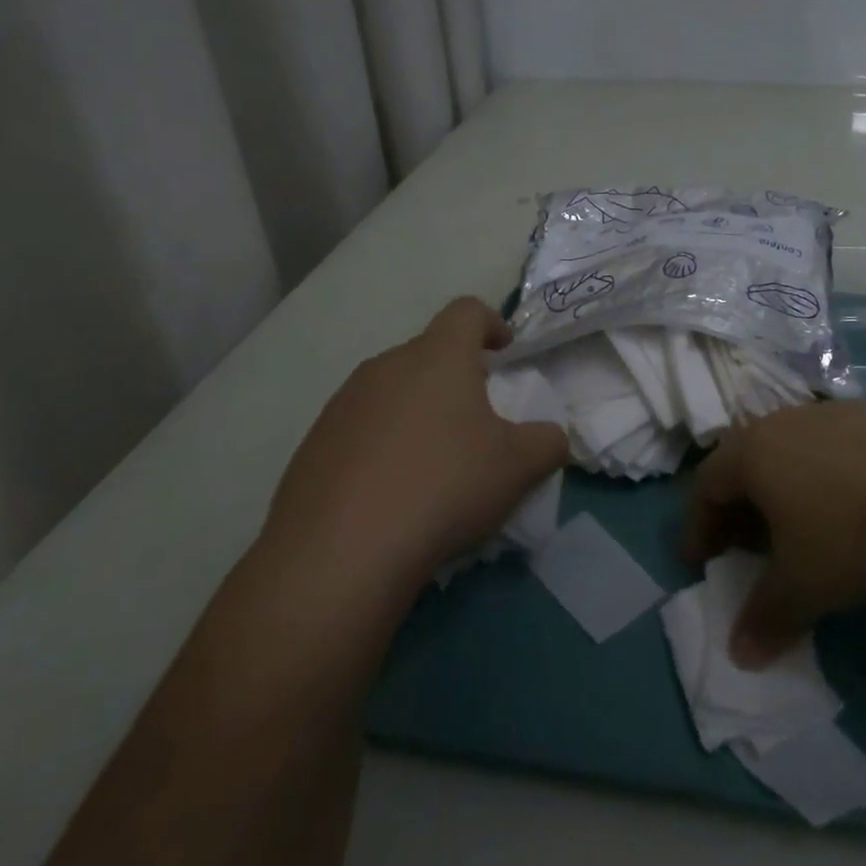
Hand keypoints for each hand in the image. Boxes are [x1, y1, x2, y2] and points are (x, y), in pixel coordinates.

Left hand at [262, 298, 568, 584]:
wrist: (338, 554)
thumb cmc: (443, 488)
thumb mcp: (518, 468)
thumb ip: (547, 442)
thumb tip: (551, 437)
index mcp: (438, 357)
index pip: (466, 311)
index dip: (491, 322)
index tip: (504, 351)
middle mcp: (386, 366)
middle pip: (428, 352)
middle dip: (455, 375)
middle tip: (475, 419)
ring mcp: (343, 404)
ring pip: (392, 390)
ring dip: (417, 410)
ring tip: (432, 461)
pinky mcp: (313, 444)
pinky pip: (360, 428)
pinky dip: (381, 445)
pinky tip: (390, 492)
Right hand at [684, 401, 865, 667]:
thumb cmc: (860, 534)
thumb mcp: (807, 586)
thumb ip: (765, 616)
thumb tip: (739, 654)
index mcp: (754, 451)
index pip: (706, 485)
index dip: (698, 526)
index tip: (699, 562)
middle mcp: (785, 422)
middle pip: (743, 463)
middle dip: (736, 509)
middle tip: (742, 549)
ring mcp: (832, 415)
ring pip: (786, 453)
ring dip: (778, 493)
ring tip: (793, 533)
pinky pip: (826, 450)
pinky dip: (817, 480)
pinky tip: (845, 511)